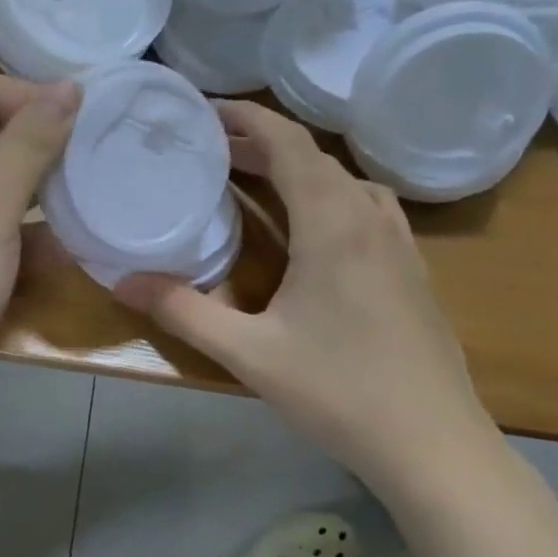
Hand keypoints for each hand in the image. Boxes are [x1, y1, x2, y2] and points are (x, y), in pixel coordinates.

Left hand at [0, 73, 79, 433]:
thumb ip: (31, 142)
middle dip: (47, 151)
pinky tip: (68, 252)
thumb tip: (69, 85)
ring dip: (44, 198)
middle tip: (104, 164)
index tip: (93, 123)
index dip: (38, 99)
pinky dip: (26, 238)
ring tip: (97, 204)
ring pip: (0, 188)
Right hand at [116, 101, 497, 493]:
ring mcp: (400, 243)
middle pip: (314, 157)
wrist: (435, 446)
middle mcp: (369, 218)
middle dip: (261, 143)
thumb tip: (122, 281)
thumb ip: (183, 310)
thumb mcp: (249, 353)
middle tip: (211, 149)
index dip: (247, 118)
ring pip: (344, 179)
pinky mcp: (412, 269)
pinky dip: (330, 193)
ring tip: (256, 179)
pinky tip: (314, 227)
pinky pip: (367, 205)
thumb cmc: (339, 392)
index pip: (289, 144)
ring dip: (298, 167)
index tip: (205, 110)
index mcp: (332, 224)